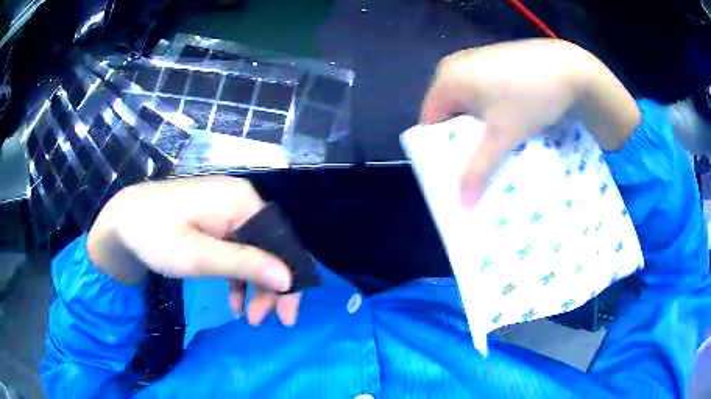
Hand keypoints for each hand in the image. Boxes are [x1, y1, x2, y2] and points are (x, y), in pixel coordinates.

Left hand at [87, 176, 300, 325]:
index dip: (290, 280)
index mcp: (241, 201)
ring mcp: (229, 210)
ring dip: (255, 286)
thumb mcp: (197, 256)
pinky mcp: (217, 221)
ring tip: (249, 317)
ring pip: (256, 252)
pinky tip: (234, 301)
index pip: (282, 242)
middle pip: (271, 247)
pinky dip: (238, 277)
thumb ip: (244, 264)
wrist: (123, 221)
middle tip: (265, 321)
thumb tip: (288, 278)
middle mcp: (241, 201)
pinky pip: (238, 250)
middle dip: (271, 287)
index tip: (287, 316)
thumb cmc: (156, 235)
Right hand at [420, 39, 639, 207]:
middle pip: (449, 114)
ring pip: (468, 105)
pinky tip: (507, 125)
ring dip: (479, 129)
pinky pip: (483, 94)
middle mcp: (455, 66)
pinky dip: (491, 113)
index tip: (455, 174)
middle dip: (462, 142)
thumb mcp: (502, 135)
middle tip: (475, 168)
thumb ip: (478, 170)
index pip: (430, 122)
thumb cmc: (529, 97)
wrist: (569, 68)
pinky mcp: (495, 62)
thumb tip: (463, 206)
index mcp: (446, 78)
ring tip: (494, 151)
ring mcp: (476, 61)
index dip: (441, 151)